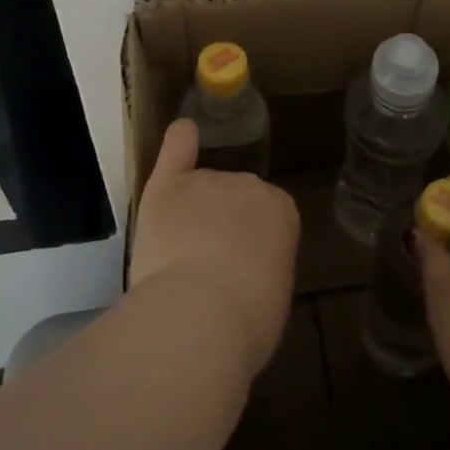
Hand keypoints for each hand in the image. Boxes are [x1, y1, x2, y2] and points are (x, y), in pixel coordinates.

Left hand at [129, 119, 299, 373]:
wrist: (200, 312)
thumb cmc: (248, 318)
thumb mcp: (273, 293)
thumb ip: (262, 265)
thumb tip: (245, 272)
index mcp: (282, 211)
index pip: (268, 216)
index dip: (252, 242)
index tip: (243, 269)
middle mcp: (248, 184)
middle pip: (233, 199)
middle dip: (222, 225)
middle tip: (209, 268)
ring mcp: (206, 181)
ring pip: (198, 193)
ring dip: (191, 216)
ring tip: (177, 261)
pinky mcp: (167, 186)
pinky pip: (177, 150)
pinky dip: (179, 141)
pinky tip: (183, 132)